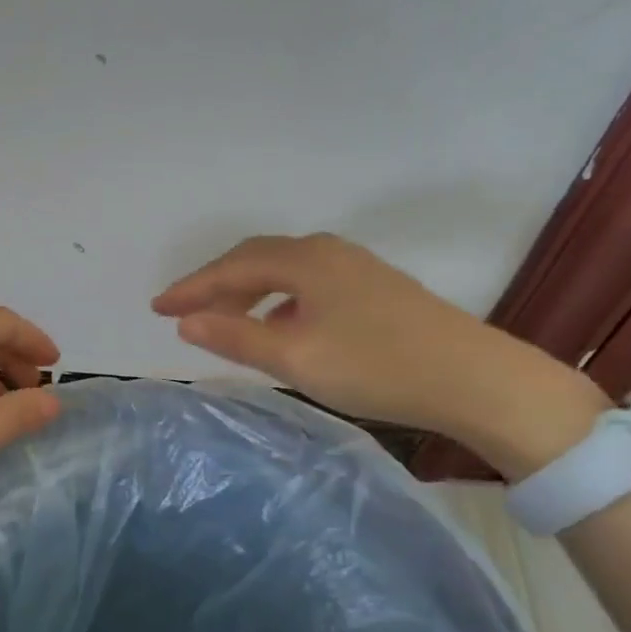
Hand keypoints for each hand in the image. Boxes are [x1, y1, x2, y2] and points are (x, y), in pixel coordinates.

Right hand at [153, 234, 603, 464]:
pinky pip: (305, 284)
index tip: (155, 308)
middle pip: (255, 260)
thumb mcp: (294, 356)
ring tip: (222, 322)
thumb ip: (235, 337)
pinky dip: (276, 301)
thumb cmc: (376, 366)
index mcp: (305, 260)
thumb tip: (186, 321)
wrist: (475, 380)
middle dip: (214, 285)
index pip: (231, 267)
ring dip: (245, 293)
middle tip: (182, 312)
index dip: (190, 287)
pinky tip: (277, 326)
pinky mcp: (373, 288)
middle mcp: (327, 252)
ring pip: (282, 273)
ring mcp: (354, 267)